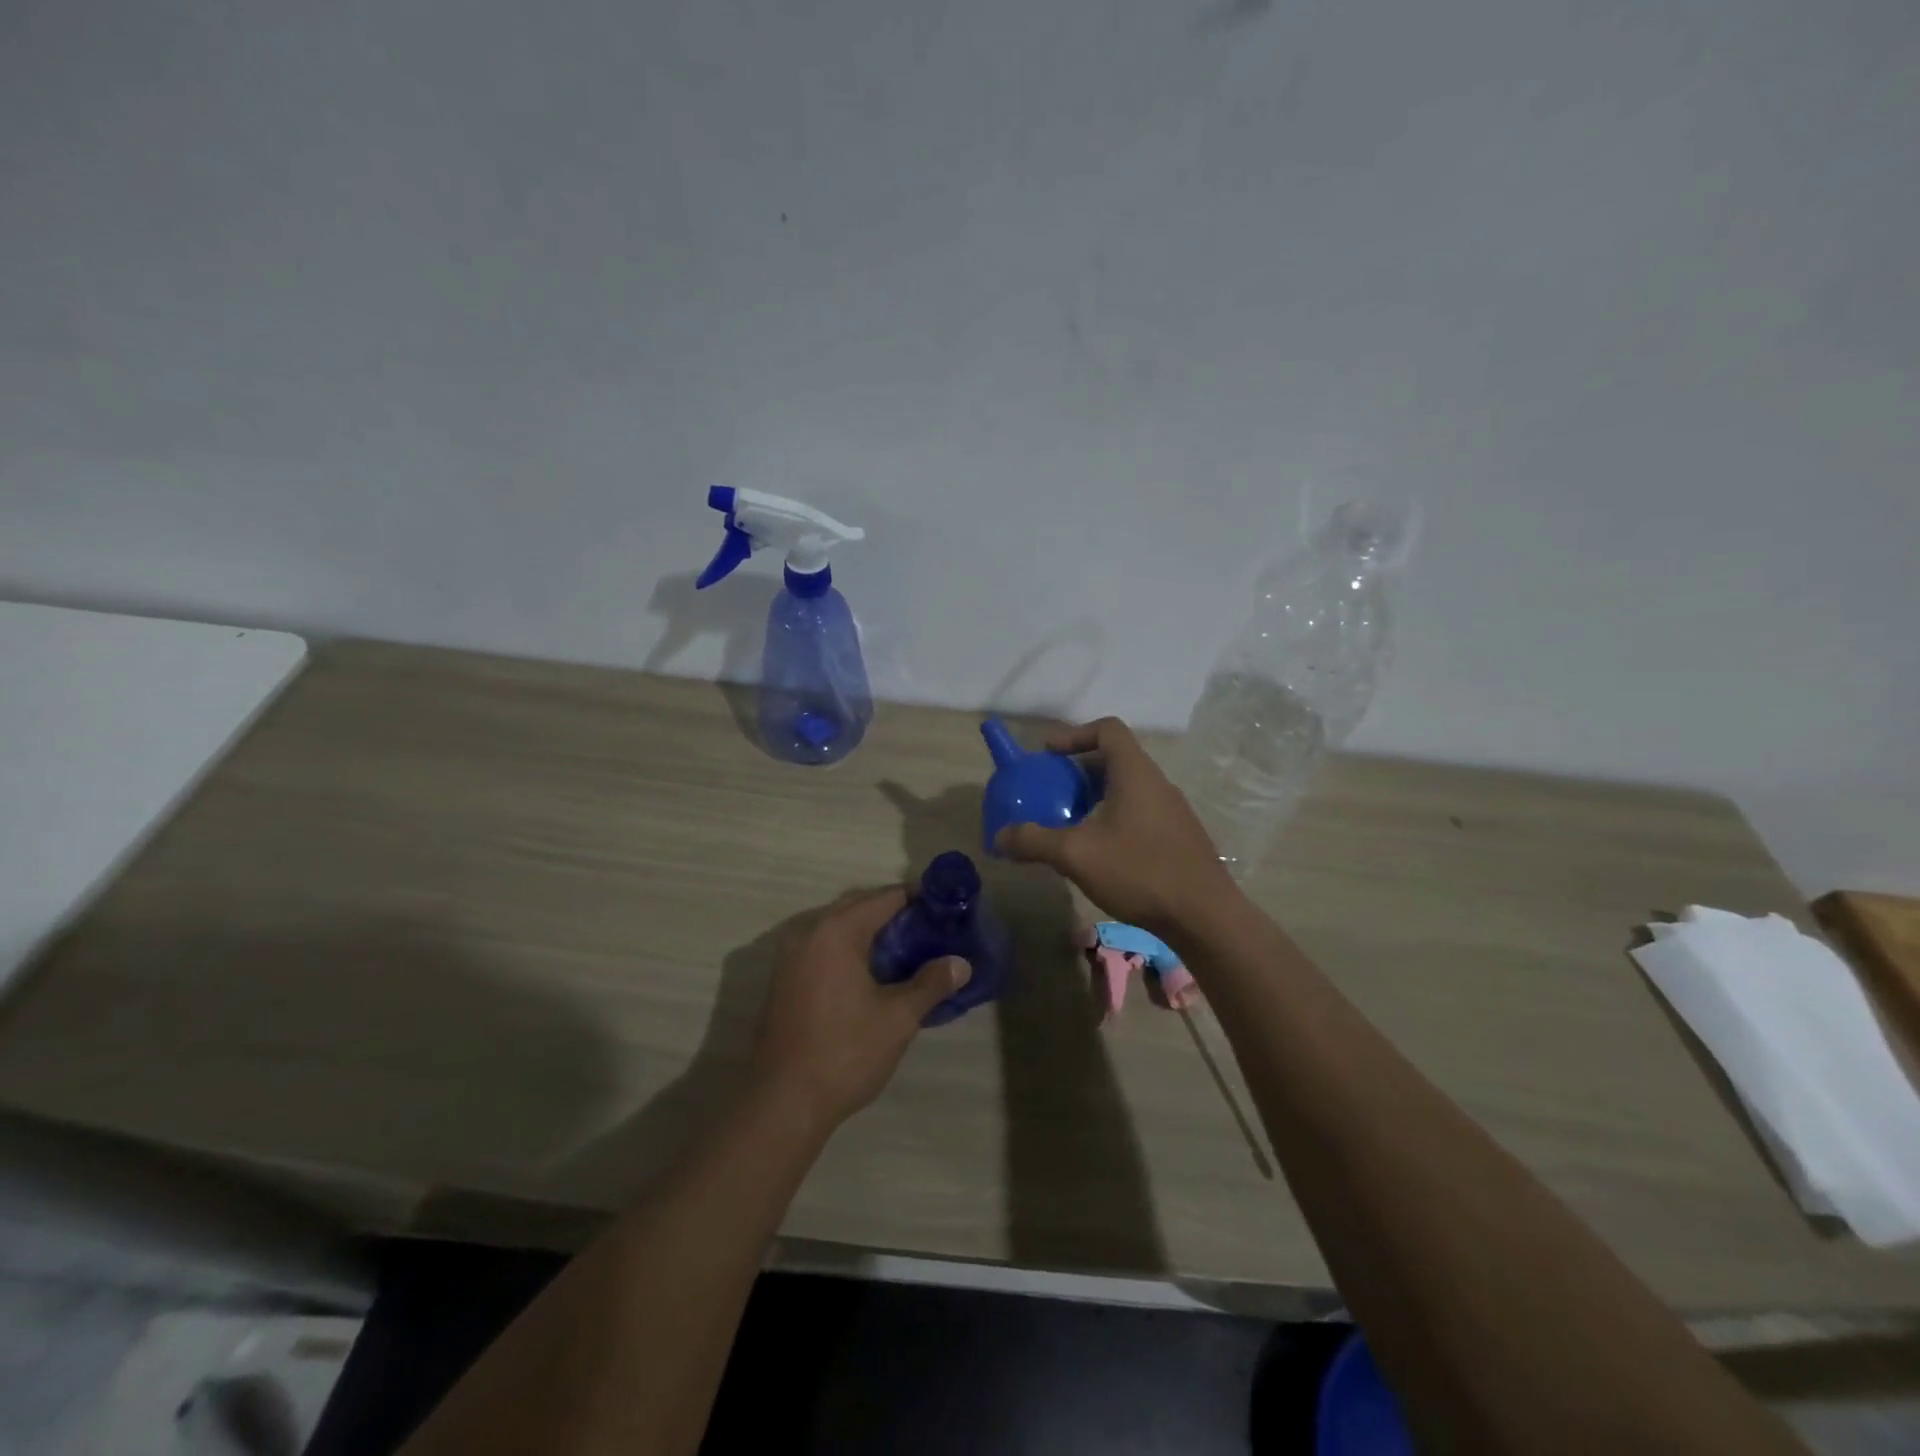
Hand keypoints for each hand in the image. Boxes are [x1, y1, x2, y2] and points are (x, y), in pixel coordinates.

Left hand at [749, 888, 970, 1132]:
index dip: (917, 898)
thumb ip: (931, 984)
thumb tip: (961, 964)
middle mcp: (809, 934)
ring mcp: (791, 958)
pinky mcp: (785, 981)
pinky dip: (851, 951)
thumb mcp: (898, 1018)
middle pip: (859, 908)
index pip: (884, 898)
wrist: (783, 1103)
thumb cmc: (845, 1052)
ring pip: (839, 930)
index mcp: (836, 932)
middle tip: (931, 929)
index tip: (945, 906)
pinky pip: (824, 949)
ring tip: (910, 950)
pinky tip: (876, 974)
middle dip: (895, 914)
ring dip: (872, 933)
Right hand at [994, 717, 1237, 935]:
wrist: (1204, 916)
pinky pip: (1140, 812)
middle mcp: (1158, 783)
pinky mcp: (1179, 837)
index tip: (1049, 755)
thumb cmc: (1139, 871)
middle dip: (1080, 771)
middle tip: (1053, 792)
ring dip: (1097, 798)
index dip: (1075, 734)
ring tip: (1072, 823)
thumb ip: (1034, 841)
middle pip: (1116, 759)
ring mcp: (1173, 811)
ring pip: (1129, 788)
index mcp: (1135, 773)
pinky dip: (1114, 818)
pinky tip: (1101, 852)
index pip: (1108, 729)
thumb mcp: (1076, 855)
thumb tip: (999, 838)